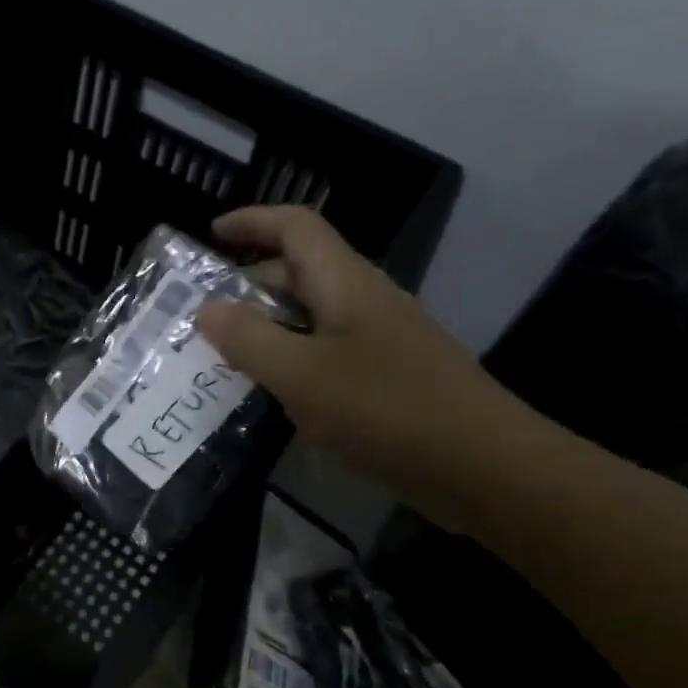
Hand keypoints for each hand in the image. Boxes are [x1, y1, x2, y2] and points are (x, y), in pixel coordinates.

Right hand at [194, 206, 547, 527]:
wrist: (483, 466)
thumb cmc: (386, 410)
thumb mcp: (302, 375)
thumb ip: (249, 340)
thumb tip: (207, 309)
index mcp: (346, 284)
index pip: (296, 227)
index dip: (253, 221)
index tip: (211, 233)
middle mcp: (365, 301)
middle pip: (301, 272)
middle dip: (250, 284)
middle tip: (204, 315)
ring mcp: (381, 341)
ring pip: (313, 318)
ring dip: (269, 328)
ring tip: (226, 357)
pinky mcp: (388, 378)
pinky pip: (328, 355)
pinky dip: (294, 362)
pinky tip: (276, 396)